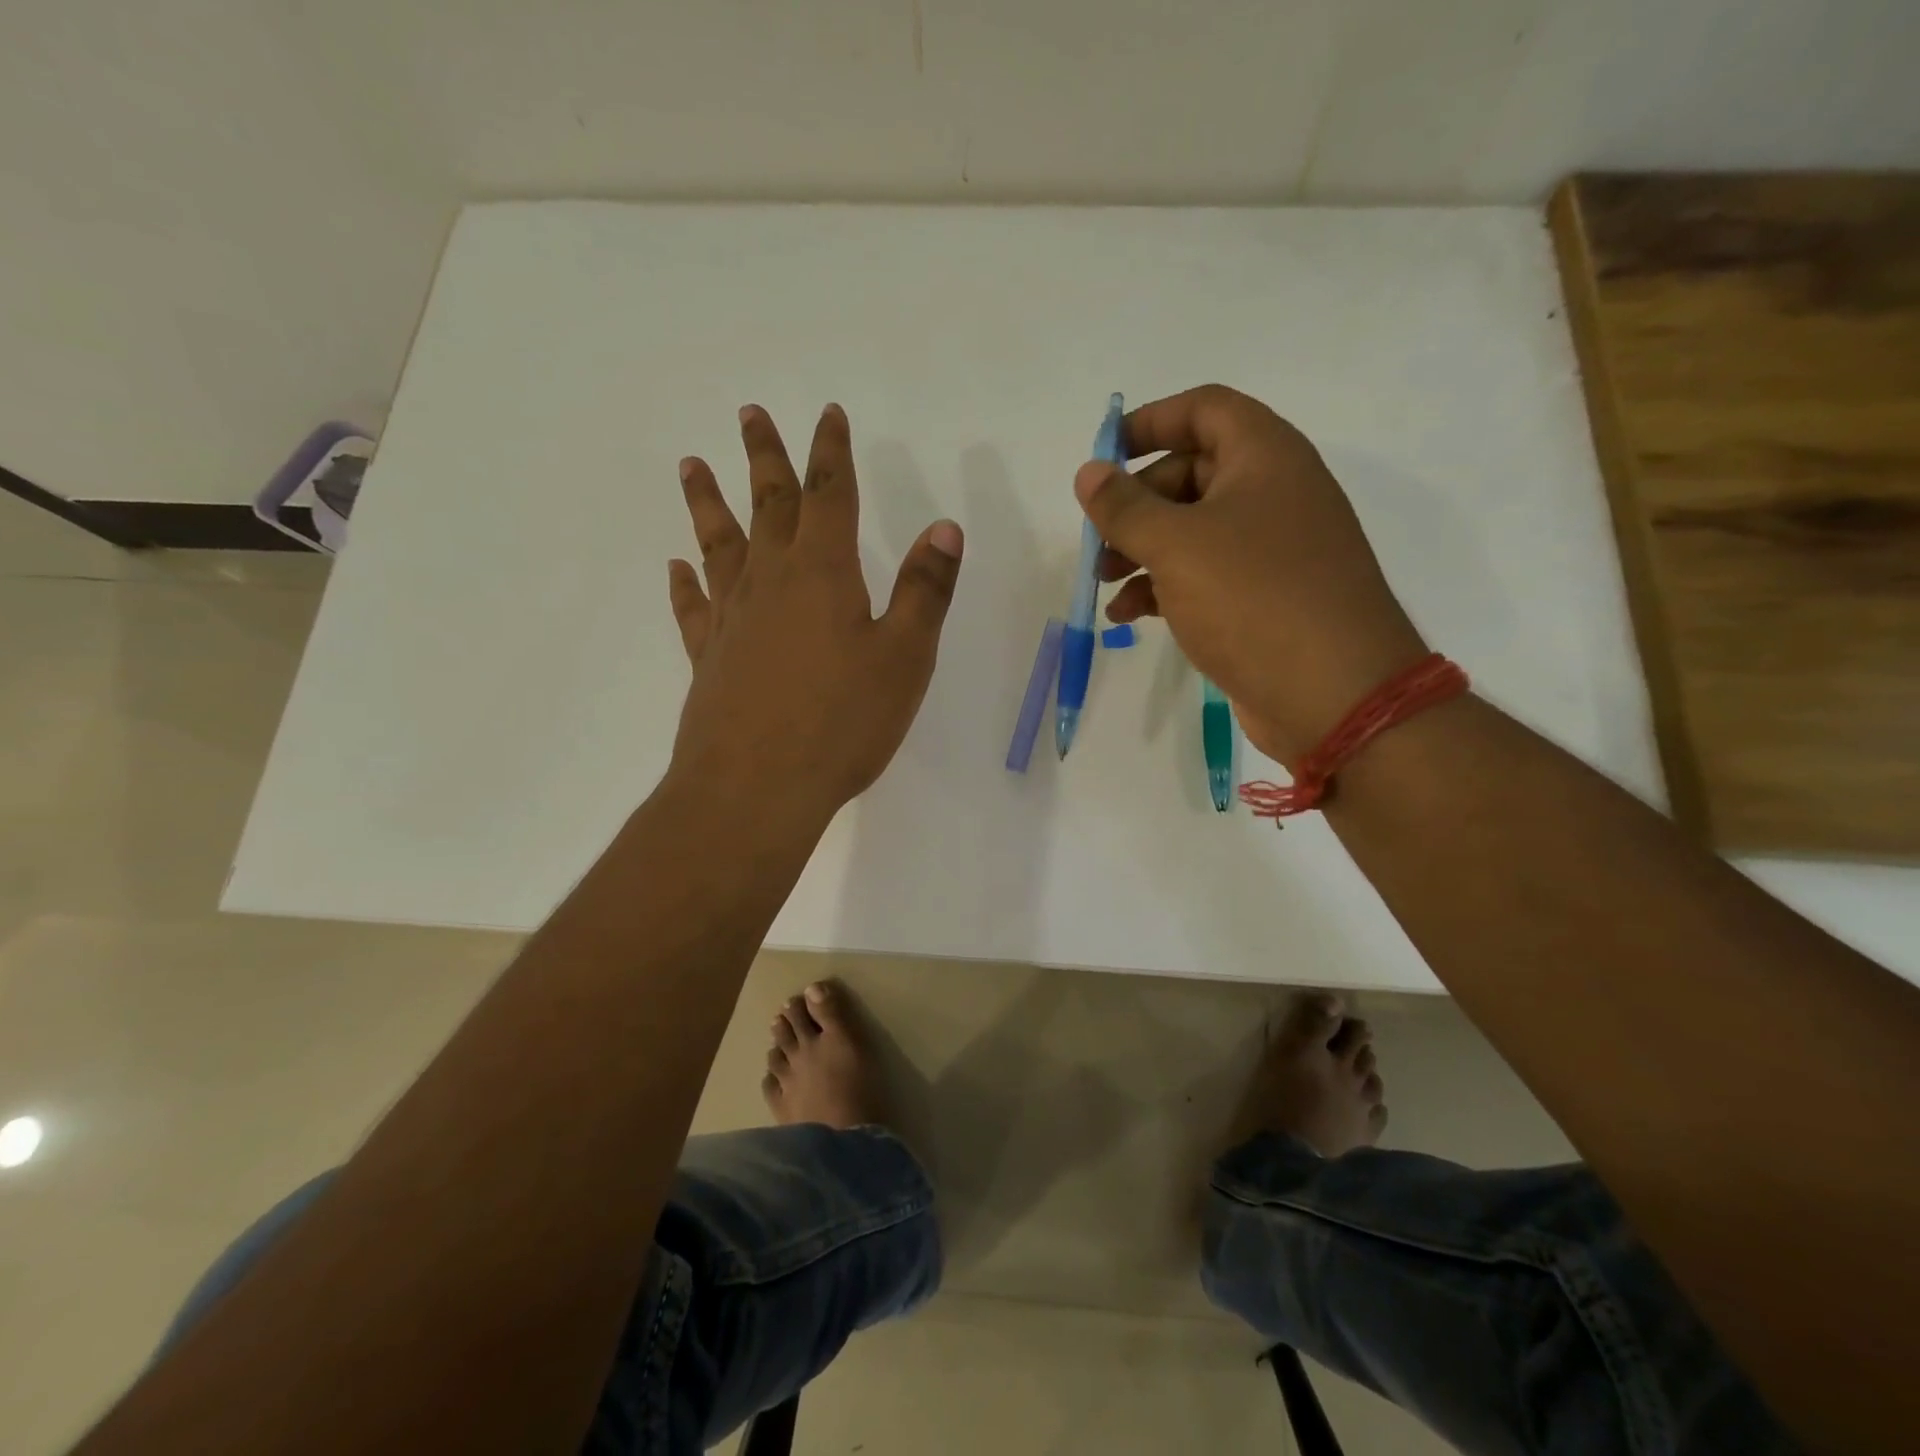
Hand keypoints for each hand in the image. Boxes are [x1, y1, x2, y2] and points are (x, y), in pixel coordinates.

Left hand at [666, 403, 963, 827]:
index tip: (826, 414)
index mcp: (823, 574)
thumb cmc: (842, 722)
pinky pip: (694, 608)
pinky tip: (677, 567)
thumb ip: (923, 591)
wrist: (756, 788)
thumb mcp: (904, 657)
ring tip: (692, 465)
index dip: (830, 452)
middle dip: (763, 457)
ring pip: (719, 545)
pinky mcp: (709, 658)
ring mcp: (732, 620)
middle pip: (767, 505)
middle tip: (749, 413)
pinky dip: (685, 583)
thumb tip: (944, 527)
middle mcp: (770, 582)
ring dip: (708, 503)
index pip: (829, 496)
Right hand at [1076, 384, 1426, 766]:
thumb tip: (1088, 473)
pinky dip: (1163, 587)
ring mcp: (1271, 548)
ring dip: (1141, 550)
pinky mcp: (1264, 597)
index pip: (1203, 409)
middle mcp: (1273, 492)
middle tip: (1095, 538)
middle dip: (1135, 504)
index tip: (1103, 455)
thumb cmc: (1253, 599)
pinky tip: (1128, 615)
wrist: (1334, 694)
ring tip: (1102, 583)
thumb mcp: (1176, 546)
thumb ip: (1124, 507)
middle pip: (1190, 473)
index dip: (1150, 422)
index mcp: (1265, 457)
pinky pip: (1204, 575)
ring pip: (1192, 530)